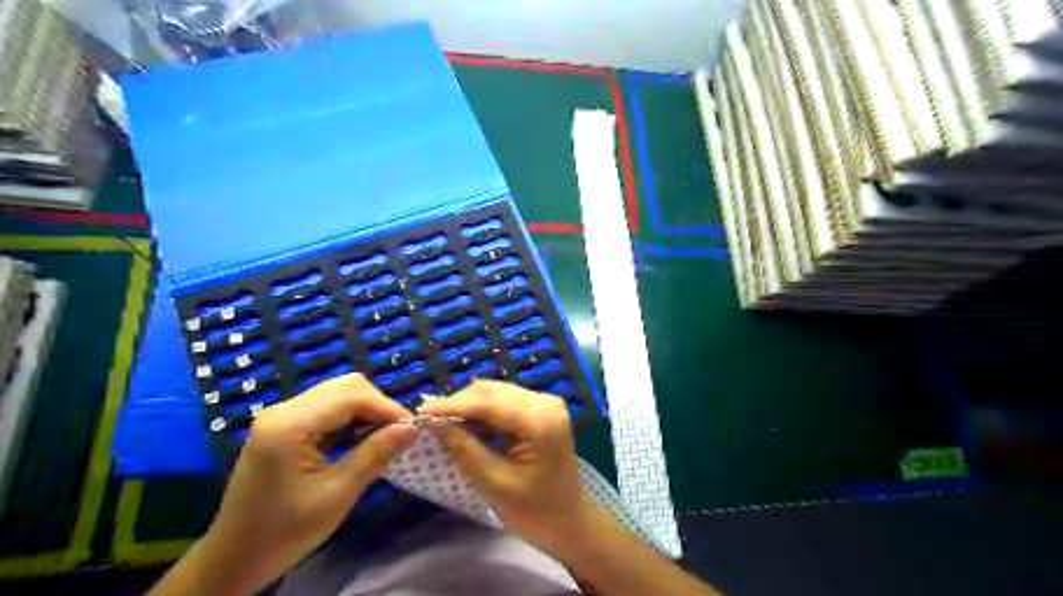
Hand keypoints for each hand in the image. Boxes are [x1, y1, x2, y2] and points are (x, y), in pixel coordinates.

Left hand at [193, 374, 418, 593]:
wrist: (234, 559)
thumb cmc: (285, 532)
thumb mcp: (338, 494)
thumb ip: (376, 453)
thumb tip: (413, 427)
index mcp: (289, 424)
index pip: (352, 395)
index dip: (388, 407)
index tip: (414, 428)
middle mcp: (283, 410)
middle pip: (345, 387)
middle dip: (378, 405)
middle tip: (399, 433)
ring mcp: (281, 416)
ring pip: (338, 394)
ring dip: (366, 410)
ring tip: (385, 436)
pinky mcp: (283, 426)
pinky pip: (326, 408)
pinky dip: (350, 417)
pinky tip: (360, 439)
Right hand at [418, 379, 596, 554]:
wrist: (569, 521)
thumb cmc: (535, 511)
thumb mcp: (495, 484)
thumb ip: (463, 449)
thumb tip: (432, 421)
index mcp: (540, 420)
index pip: (488, 403)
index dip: (452, 405)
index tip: (419, 410)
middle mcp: (545, 402)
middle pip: (492, 392)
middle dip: (458, 403)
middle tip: (426, 417)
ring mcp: (545, 403)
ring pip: (496, 393)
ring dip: (468, 405)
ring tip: (440, 420)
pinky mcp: (541, 410)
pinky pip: (504, 402)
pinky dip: (482, 411)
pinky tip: (464, 423)